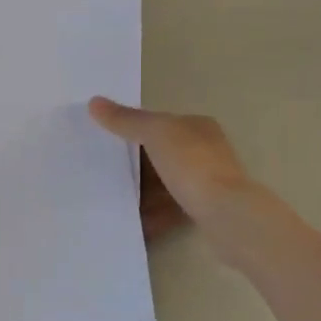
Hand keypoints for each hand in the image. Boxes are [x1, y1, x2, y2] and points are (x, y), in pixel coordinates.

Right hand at [91, 98, 253, 231]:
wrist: (225, 213)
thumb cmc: (192, 164)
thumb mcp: (155, 133)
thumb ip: (126, 120)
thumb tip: (94, 102)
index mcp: (198, 127)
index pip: (161, 122)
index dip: (134, 128)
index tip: (108, 141)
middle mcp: (206, 150)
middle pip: (161, 154)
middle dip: (136, 163)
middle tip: (104, 170)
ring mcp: (207, 182)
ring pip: (165, 182)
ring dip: (142, 190)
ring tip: (113, 196)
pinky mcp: (204, 210)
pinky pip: (170, 208)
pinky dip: (152, 213)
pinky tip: (133, 219)